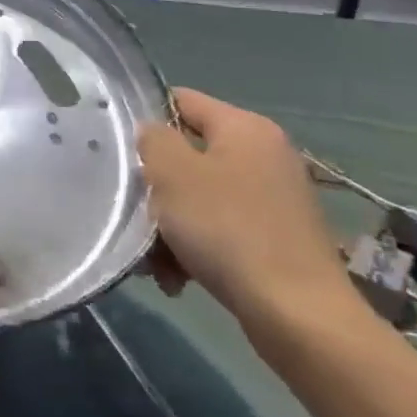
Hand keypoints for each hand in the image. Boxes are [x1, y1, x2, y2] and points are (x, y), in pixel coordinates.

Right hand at [137, 89, 357, 333]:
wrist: (298, 315)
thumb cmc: (227, 229)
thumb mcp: (172, 173)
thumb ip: (153, 139)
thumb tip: (152, 133)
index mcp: (246, 128)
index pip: (181, 100)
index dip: (145, 117)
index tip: (117, 148)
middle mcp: (265, 156)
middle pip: (187, 155)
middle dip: (156, 186)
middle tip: (134, 210)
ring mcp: (274, 199)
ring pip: (199, 197)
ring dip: (169, 224)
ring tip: (154, 260)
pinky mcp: (276, 239)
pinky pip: (219, 229)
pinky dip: (194, 248)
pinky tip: (176, 278)